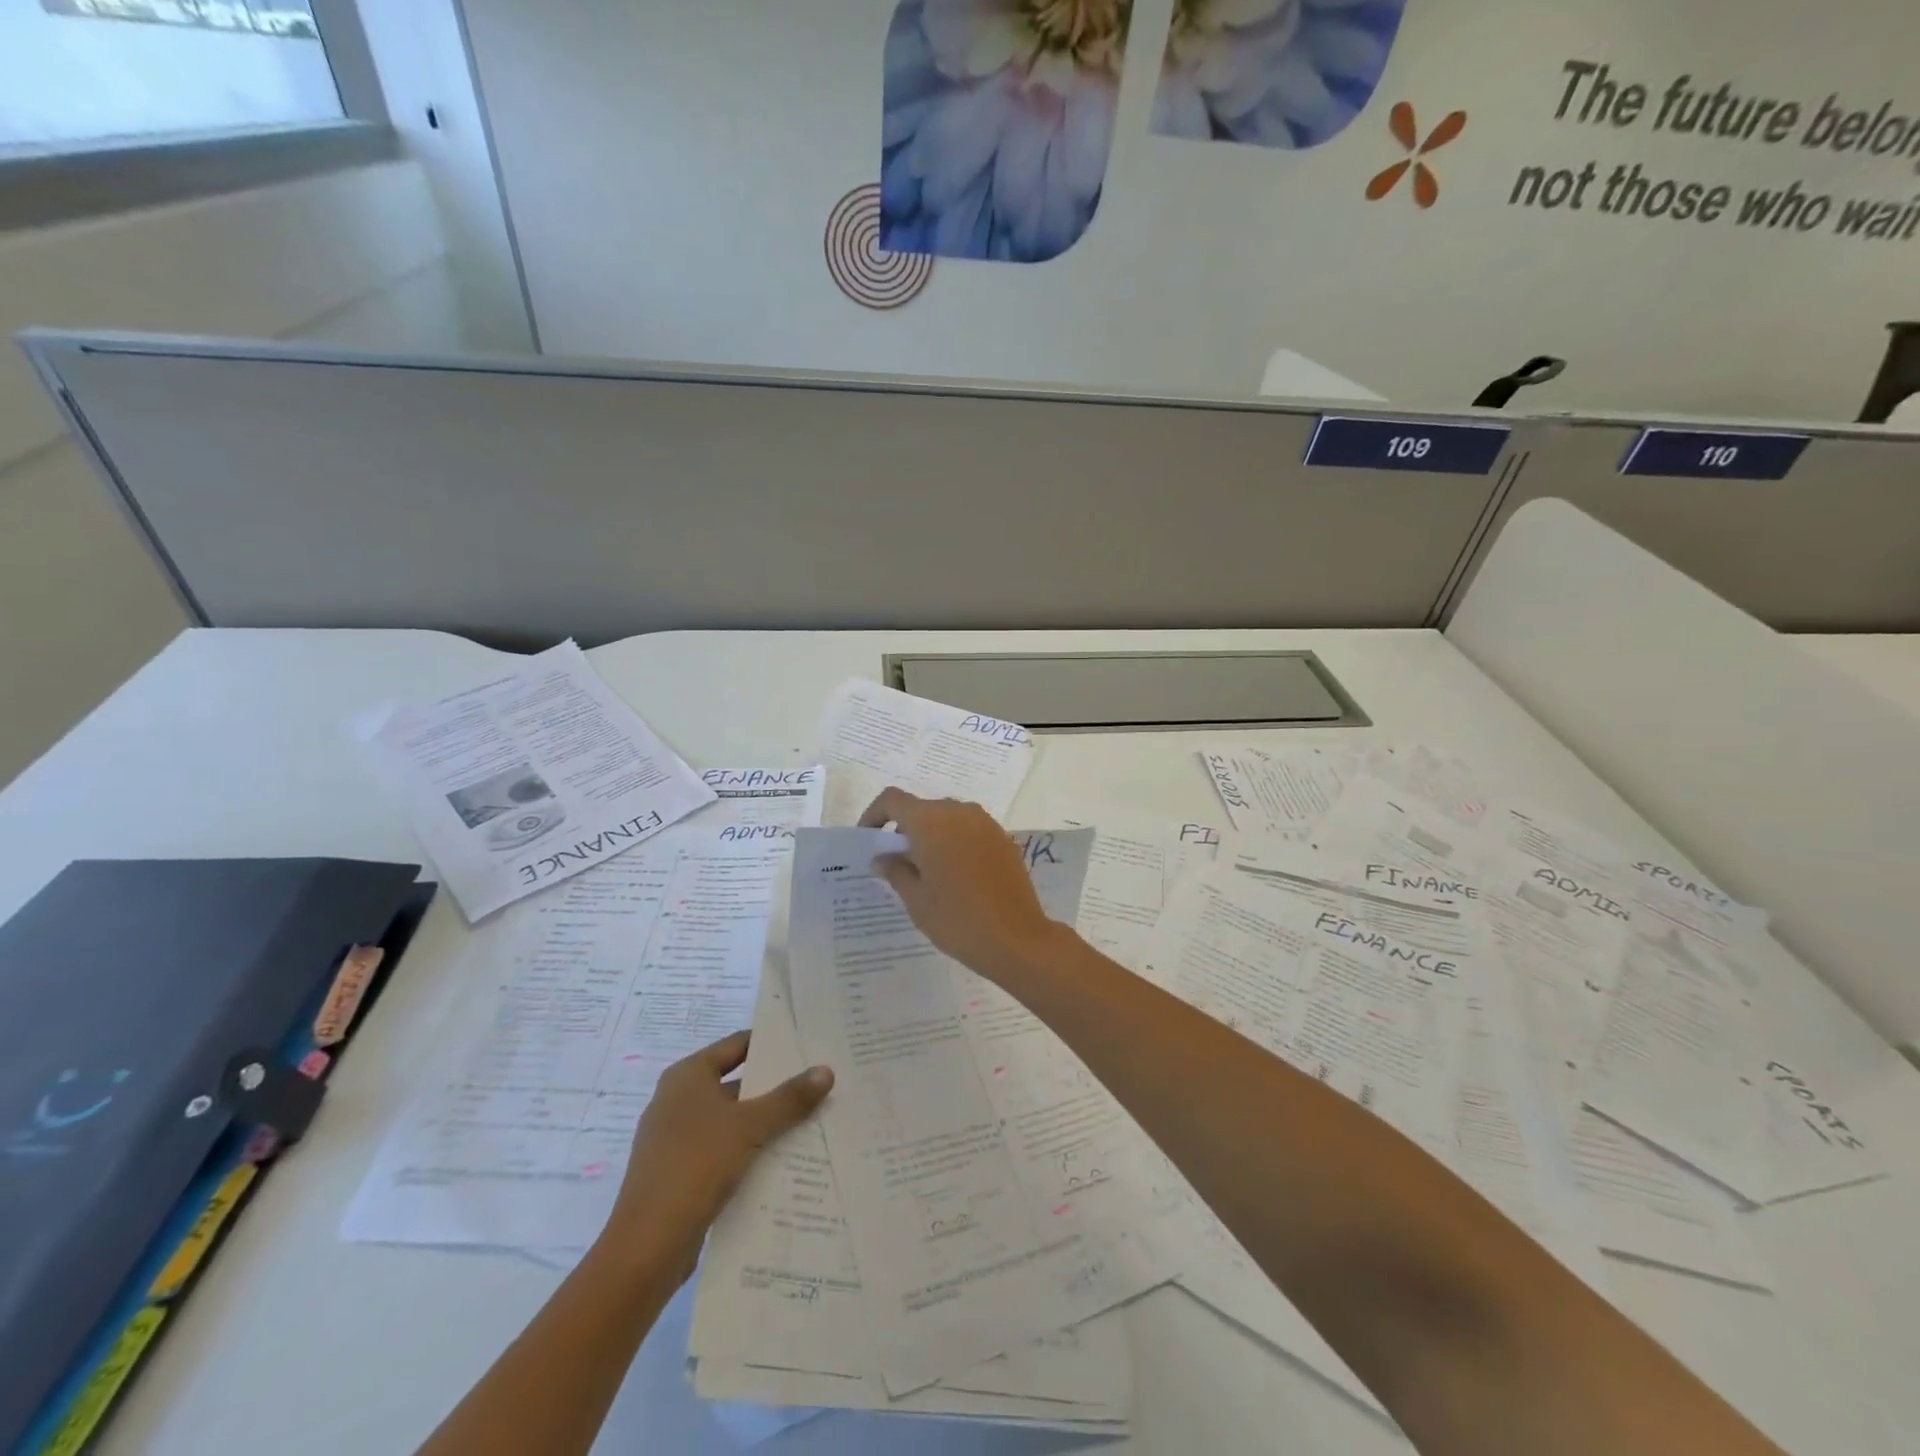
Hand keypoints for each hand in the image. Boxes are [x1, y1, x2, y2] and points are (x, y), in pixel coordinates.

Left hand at [603, 1031, 832, 1278]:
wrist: (647, 1248)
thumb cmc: (695, 1166)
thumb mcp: (750, 1126)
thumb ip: (789, 1098)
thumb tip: (826, 1070)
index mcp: (687, 1076)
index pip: (737, 1045)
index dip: (771, 1043)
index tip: (807, 1045)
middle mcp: (678, 1100)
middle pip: (736, 1082)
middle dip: (775, 1086)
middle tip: (818, 1083)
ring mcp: (676, 1139)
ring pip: (732, 1120)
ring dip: (765, 1122)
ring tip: (812, 1120)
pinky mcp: (680, 1173)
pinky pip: (723, 1150)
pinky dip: (750, 1150)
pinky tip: (783, 1159)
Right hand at [859, 788, 1064, 982]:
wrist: (1016, 938)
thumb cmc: (957, 918)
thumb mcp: (916, 899)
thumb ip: (895, 870)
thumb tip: (882, 857)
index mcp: (931, 821)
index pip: (893, 800)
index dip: (875, 814)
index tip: (869, 840)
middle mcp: (959, 812)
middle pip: (922, 808)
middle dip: (905, 829)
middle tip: (896, 862)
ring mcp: (985, 823)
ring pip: (948, 818)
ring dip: (932, 835)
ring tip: (926, 871)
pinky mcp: (1003, 838)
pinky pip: (969, 830)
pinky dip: (955, 842)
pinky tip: (955, 875)